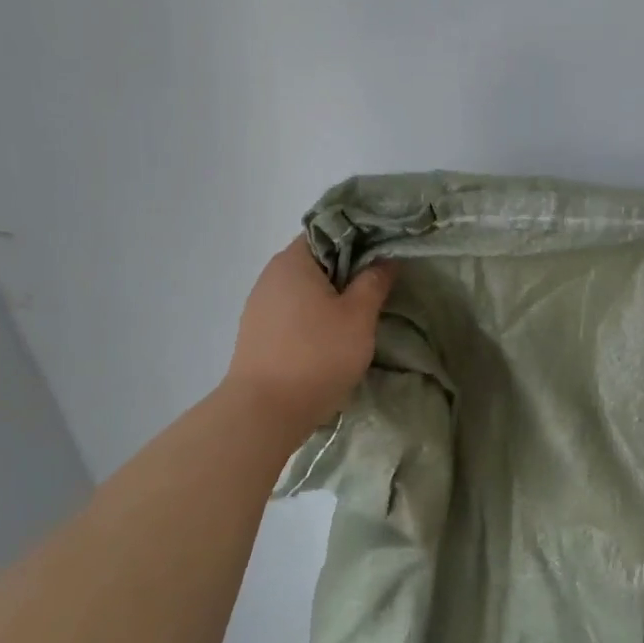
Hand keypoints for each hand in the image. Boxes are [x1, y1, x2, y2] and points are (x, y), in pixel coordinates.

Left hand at [225, 239, 395, 435]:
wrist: (265, 411)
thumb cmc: (317, 354)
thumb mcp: (358, 317)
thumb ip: (374, 282)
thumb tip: (385, 259)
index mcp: (294, 261)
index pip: (329, 231)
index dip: (359, 237)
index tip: (384, 253)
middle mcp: (271, 275)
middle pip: (316, 260)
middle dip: (347, 270)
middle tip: (379, 285)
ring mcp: (260, 305)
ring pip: (304, 288)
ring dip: (330, 296)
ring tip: (359, 314)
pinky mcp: (257, 333)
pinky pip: (292, 312)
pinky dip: (313, 316)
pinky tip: (331, 336)